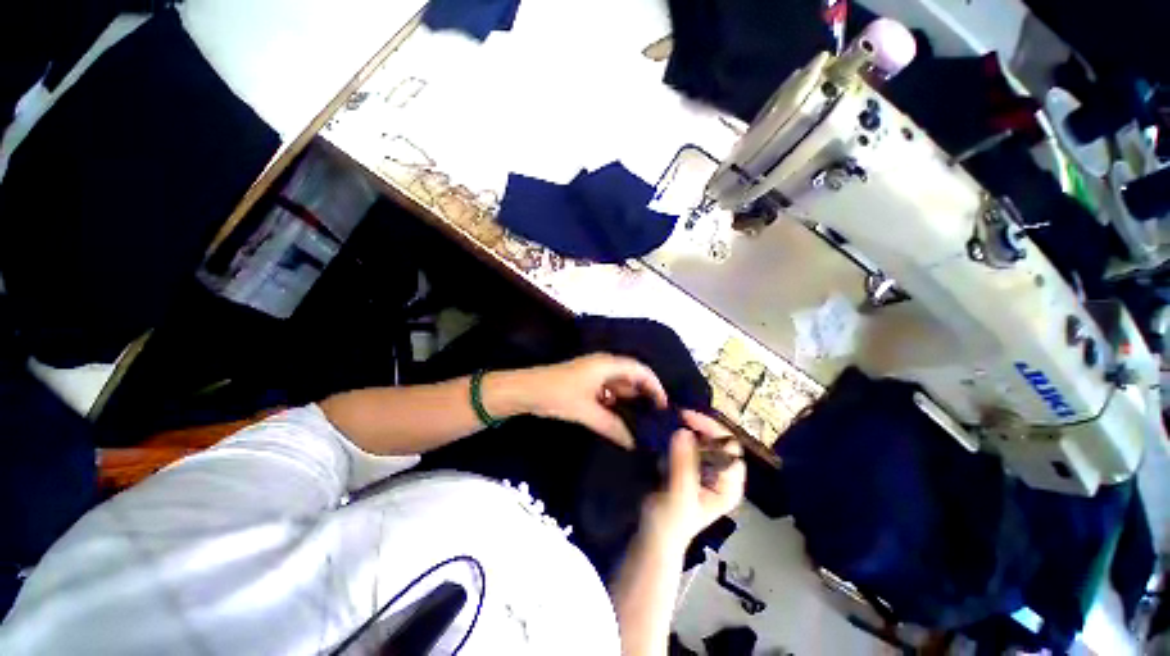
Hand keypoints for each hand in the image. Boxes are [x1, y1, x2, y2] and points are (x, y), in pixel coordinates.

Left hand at [518, 354, 667, 448]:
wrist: (525, 391)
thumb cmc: (557, 395)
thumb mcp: (587, 411)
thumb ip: (612, 426)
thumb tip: (633, 443)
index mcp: (607, 364)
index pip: (640, 370)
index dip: (655, 386)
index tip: (664, 407)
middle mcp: (603, 365)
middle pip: (632, 376)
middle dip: (644, 394)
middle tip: (656, 417)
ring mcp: (594, 373)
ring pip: (619, 385)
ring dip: (630, 399)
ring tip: (642, 421)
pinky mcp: (585, 382)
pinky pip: (608, 390)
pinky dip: (616, 402)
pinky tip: (620, 418)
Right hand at [643, 410, 745, 545]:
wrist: (652, 535)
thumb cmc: (670, 521)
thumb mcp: (678, 494)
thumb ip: (682, 464)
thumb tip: (683, 431)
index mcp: (729, 485)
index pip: (730, 448)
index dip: (712, 430)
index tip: (687, 419)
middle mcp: (721, 474)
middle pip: (718, 440)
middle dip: (699, 426)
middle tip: (677, 416)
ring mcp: (705, 470)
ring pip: (703, 439)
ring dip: (688, 429)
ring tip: (670, 423)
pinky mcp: (689, 466)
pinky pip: (688, 443)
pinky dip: (678, 436)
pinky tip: (666, 435)